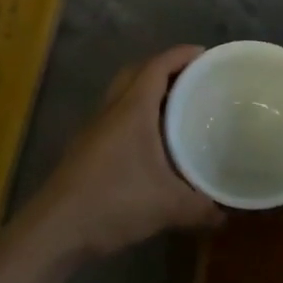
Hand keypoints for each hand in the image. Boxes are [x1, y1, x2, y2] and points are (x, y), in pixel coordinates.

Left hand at [19, 46, 224, 259]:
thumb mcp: (168, 206)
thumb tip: (225, 214)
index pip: (157, 66)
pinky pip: (115, 117)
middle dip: (164, 68)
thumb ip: (201, 208)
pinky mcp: (86, 148)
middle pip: (136, 73)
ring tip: (176, 107)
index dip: (181, 55)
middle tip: (192, 79)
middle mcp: (111, 110)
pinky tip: (151, 142)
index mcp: (132, 109)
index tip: (205, 54)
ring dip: (147, 92)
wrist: (57, 228)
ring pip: (122, 94)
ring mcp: (94, 129)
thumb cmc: (114, 202)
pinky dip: (135, 115)